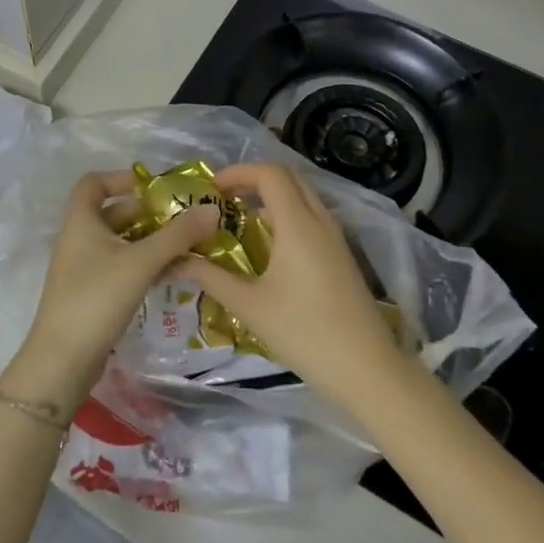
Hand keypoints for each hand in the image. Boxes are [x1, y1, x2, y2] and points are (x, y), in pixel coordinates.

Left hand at [4, 171, 219, 408]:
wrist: (62, 361)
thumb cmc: (97, 298)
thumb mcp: (141, 262)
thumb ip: (177, 235)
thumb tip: (211, 208)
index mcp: (81, 222)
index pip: (94, 183)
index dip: (121, 178)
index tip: (155, 187)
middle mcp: (80, 239)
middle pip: (114, 213)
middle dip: (149, 213)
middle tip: (185, 218)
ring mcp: (85, 268)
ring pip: (122, 243)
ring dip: (152, 241)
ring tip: (189, 245)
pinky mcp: (93, 294)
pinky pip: (122, 267)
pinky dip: (146, 265)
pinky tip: (174, 273)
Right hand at [177, 161, 416, 411]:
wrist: (366, 369)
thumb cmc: (303, 332)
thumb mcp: (249, 305)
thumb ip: (211, 277)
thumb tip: (176, 259)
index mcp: (298, 224)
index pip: (269, 173)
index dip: (238, 172)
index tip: (211, 189)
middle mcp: (320, 221)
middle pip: (288, 178)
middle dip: (253, 179)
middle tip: (223, 199)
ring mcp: (335, 238)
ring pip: (303, 197)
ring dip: (271, 198)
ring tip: (240, 220)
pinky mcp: (342, 256)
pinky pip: (312, 218)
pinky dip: (287, 216)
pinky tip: (268, 247)